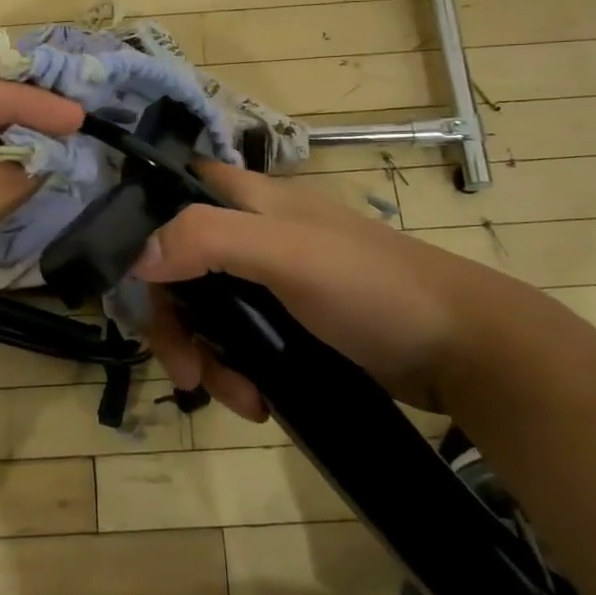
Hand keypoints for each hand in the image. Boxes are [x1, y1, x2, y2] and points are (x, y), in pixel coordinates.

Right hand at [134, 161, 504, 415]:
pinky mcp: (290, 325)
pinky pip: (239, 344)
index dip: (146, 223)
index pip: (177, 190)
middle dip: (175, 320)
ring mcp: (272, 283)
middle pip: (182, 266)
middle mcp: (254, 235)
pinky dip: (236, 374)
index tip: (133, 277)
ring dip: (207, 358)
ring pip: (208, 312)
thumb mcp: (289, 255)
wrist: (461, 349)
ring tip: (236, 399)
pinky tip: (257, 403)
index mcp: (251, 200)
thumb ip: (210, 240)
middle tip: (182, 368)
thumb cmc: (372, 287)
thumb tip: (136, 256)